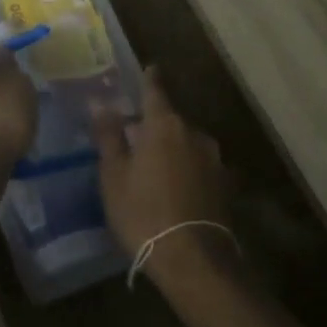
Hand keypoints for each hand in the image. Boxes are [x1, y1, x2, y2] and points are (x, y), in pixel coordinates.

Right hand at [93, 68, 229, 257]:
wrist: (192, 259)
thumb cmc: (143, 212)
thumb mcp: (114, 175)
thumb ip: (109, 136)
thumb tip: (101, 104)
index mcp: (164, 125)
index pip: (155, 91)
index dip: (149, 79)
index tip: (150, 67)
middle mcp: (194, 133)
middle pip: (170, 120)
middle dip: (154, 125)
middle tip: (134, 137)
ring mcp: (214, 159)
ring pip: (186, 144)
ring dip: (172, 149)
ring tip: (153, 168)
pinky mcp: (225, 185)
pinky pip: (198, 166)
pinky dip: (185, 169)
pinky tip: (174, 188)